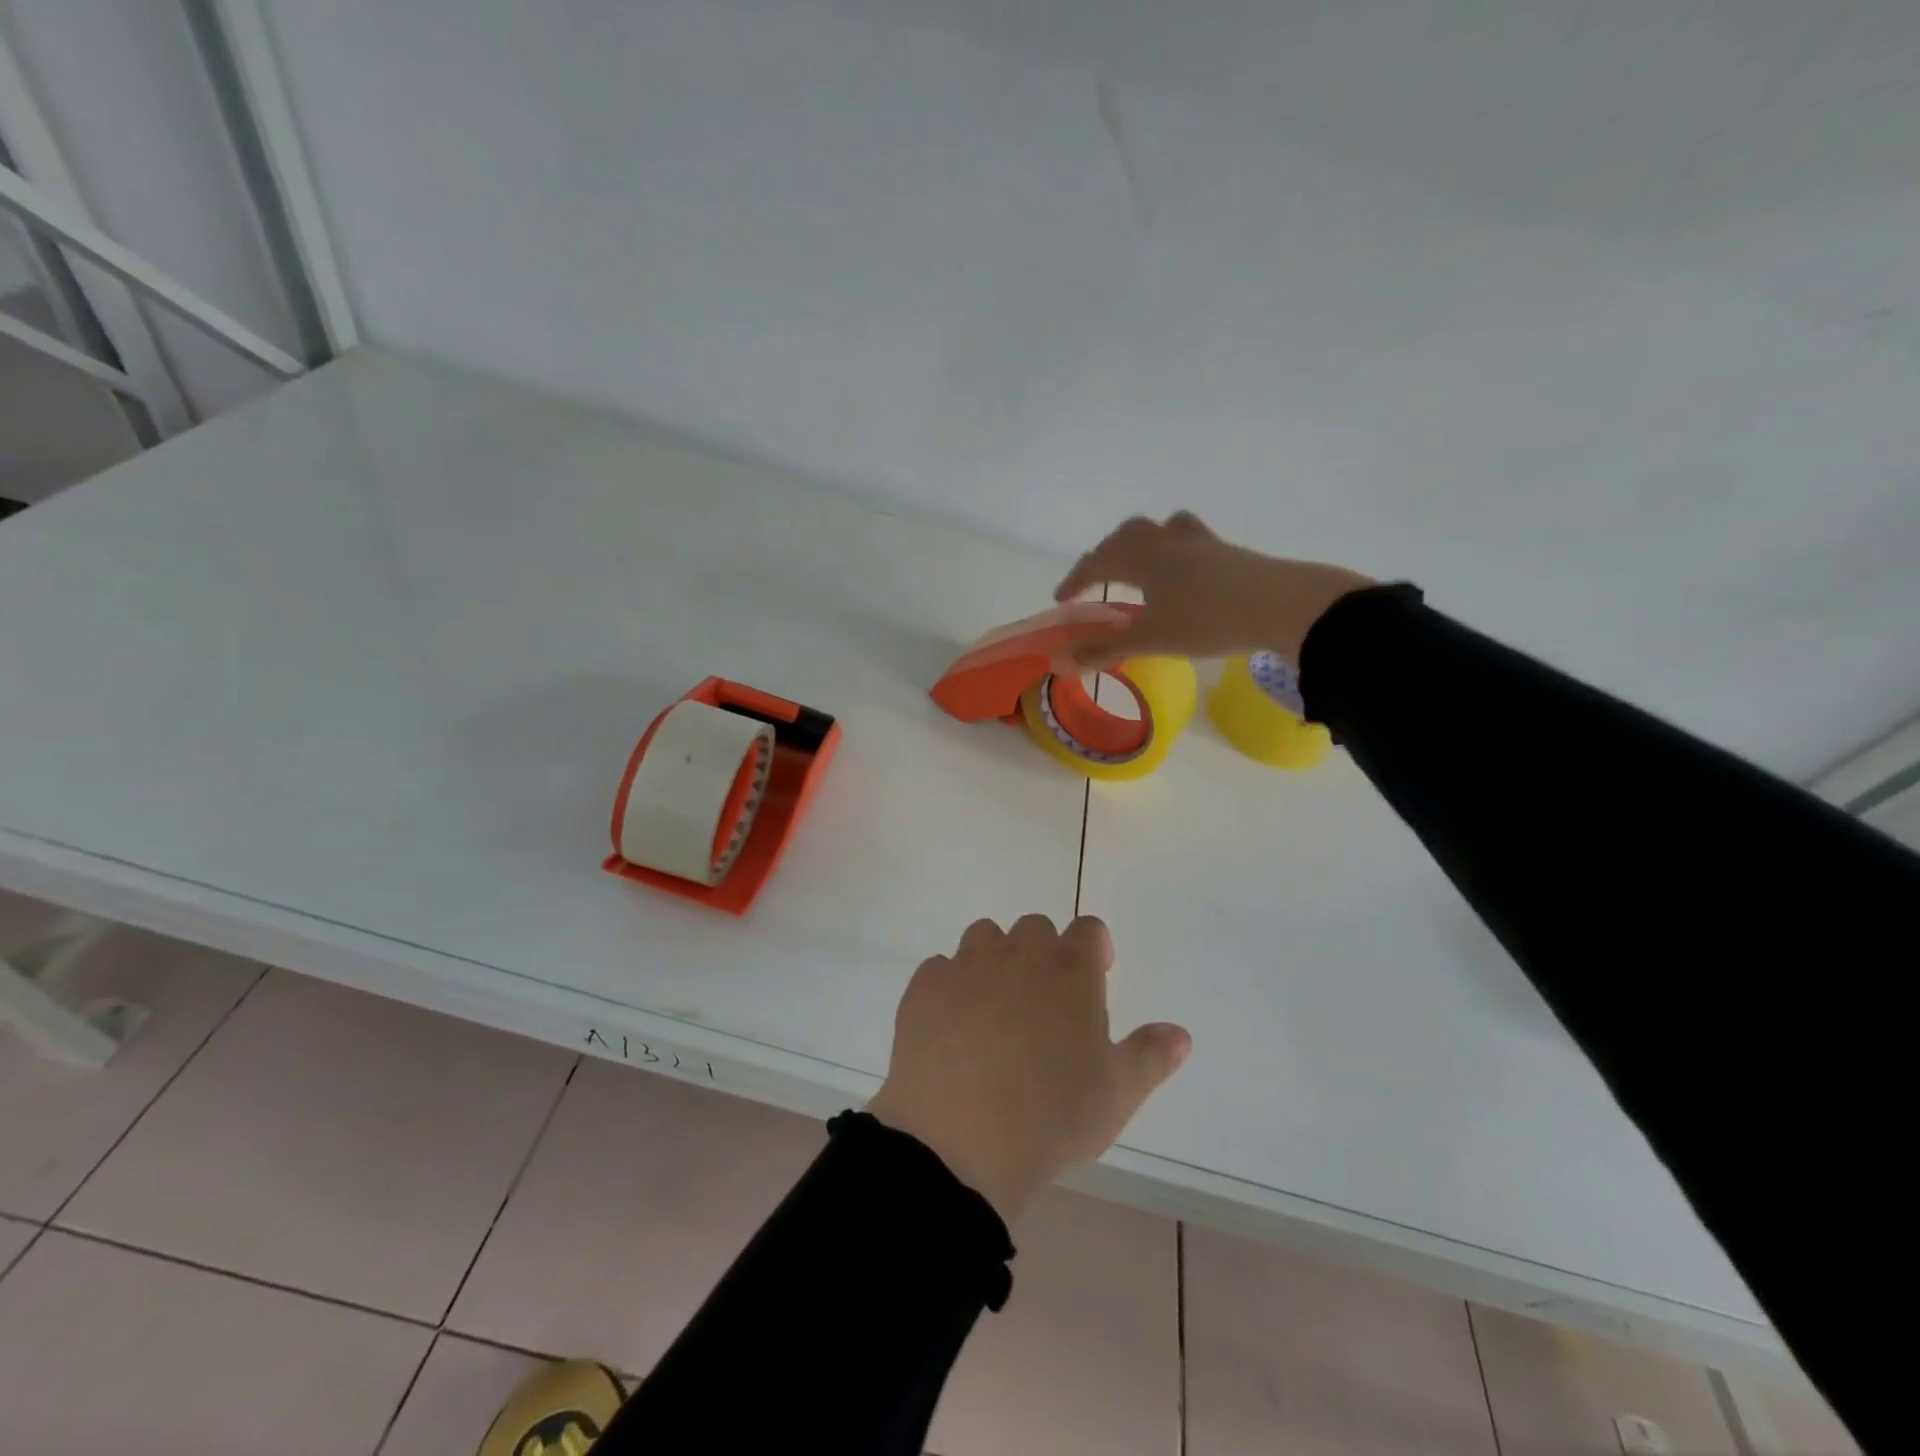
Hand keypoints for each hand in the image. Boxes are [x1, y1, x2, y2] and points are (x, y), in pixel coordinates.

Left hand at [867, 915, 1190, 1222]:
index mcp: (1070, 972)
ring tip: (996, 1008)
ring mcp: (967, 966)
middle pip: (1035, 926)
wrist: (958, 1139)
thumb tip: (1180, 1033)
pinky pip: (940, 969)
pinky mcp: (924, 987)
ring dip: (995, 958)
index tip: (1095, 975)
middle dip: (1043, 952)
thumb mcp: (1117, 1094)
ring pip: (984, 936)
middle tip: (1045, 1001)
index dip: (1094, 947)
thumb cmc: (1051, 1116)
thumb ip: (1150, 1056)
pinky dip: (949, 985)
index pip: (1089, 929)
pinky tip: (952, 1025)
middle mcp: (1019, 955)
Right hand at [1053, 512, 1373, 668]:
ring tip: (1139, 565)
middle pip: (1127, 535)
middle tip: (1096, 579)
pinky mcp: (1227, 551)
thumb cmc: (1207, 619)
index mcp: (1142, 556)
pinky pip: (1189, 540)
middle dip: (1105, 555)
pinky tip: (1183, 572)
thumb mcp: (1151, 639)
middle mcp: (1166, 540)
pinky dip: (1173, 551)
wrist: (1281, 604)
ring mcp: (1200, 542)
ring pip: (1160, 530)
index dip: (1076, 579)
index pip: (1097, 561)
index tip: (1061, 599)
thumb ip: (1103, 650)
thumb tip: (1058, 663)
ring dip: (1141, 544)